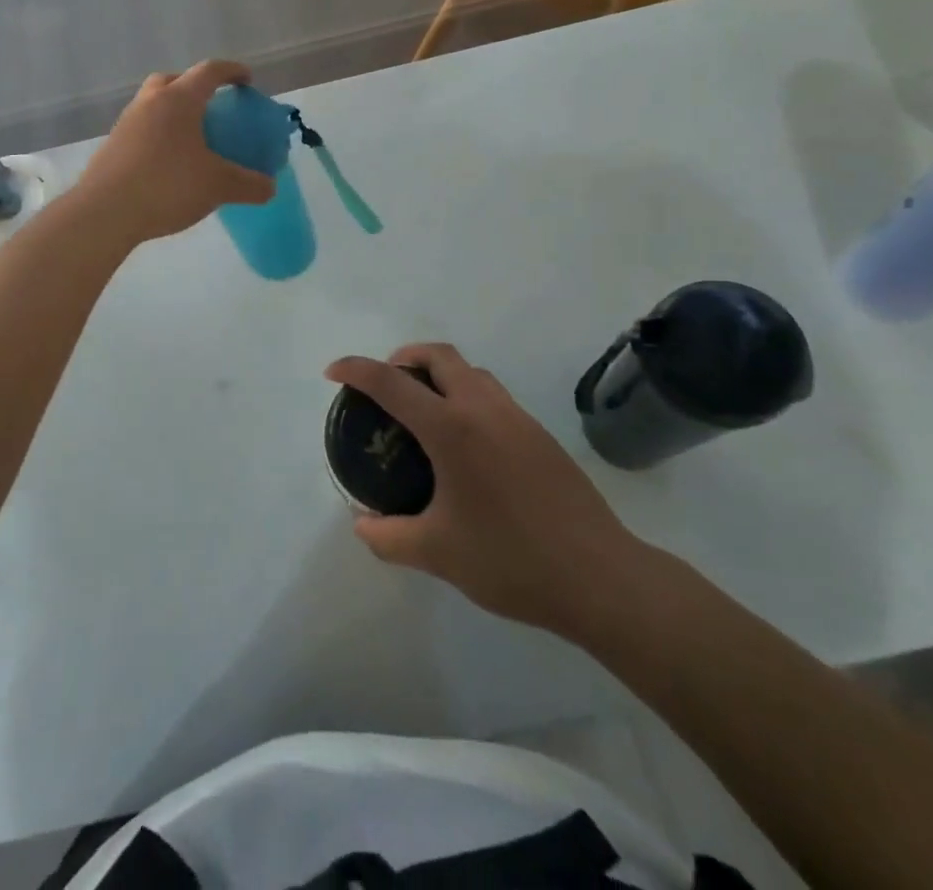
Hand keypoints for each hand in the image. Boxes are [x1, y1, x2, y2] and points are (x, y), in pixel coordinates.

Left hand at [77, 61, 275, 243]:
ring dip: (173, 112)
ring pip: (153, 104)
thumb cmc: (167, 186)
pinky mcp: (112, 146)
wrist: (105, 212)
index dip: (232, 71)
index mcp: (179, 99)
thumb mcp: (218, 186)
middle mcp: (150, 102)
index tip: (247, 80)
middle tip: (212, 107)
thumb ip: (249, 184)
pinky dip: (158, 136)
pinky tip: (168, 163)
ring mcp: (126, 123)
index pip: (209, 71)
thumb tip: (270, 187)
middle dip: (194, 87)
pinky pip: (141, 129)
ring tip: (191, 139)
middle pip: (173, 80)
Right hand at [325, 343, 655, 644]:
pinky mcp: (540, 434)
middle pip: (438, 355)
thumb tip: (362, 526)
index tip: (332, 373)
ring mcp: (517, 417)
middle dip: (403, 357)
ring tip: (422, 411)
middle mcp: (483, 408)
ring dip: (439, 374)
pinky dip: (466, 396)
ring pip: (470, 371)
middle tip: (385, 385)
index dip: (355, 370)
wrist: (600, 577)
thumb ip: (389, 537)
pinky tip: (464, 444)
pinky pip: (492, 395)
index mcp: (452, 428)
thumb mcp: (437, 553)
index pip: (391, 382)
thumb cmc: (511, 560)